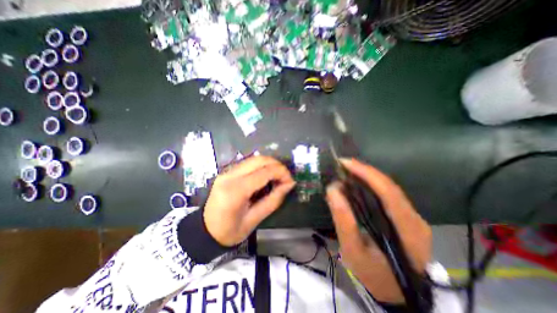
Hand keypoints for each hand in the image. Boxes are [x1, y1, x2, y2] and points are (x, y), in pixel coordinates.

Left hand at [204, 156, 295, 246]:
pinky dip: (261, 166)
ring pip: (254, 159)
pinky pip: (248, 163)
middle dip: (277, 165)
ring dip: (269, 164)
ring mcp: (227, 172)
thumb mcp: (255, 220)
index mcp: (236, 191)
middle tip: (286, 177)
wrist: (204, 231)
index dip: (281, 173)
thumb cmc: (230, 231)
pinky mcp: (227, 172)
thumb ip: (273, 200)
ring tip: (278, 176)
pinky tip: (266, 176)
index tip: (291, 181)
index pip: (264, 172)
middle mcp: (230, 176)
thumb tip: (289, 185)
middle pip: (259, 159)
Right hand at [328, 159, 429, 302]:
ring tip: (346, 171)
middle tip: (342, 165)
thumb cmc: (373, 274)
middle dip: (364, 171)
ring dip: (366, 176)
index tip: (345, 163)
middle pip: (389, 185)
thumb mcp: (353, 251)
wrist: (396, 292)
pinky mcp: (405, 216)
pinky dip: (369, 185)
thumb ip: (343, 221)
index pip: (388, 191)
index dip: (366, 173)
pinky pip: (386, 194)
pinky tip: (355, 183)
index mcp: (407, 229)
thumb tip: (333, 189)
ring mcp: (412, 216)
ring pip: (388, 187)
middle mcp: (414, 218)